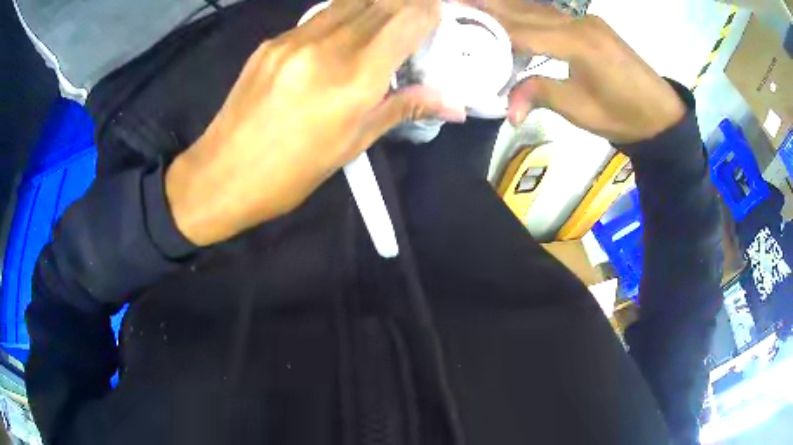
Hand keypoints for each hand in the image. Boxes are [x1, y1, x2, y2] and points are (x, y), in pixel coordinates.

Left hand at [165, 0, 462, 245]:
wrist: (222, 174)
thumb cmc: (291, 172)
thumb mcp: (351, 145)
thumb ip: (402, 109)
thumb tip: (453, 105)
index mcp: (352, 80)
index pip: (405, 22)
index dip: (428, 13)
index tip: (438, 18)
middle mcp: (325, 48)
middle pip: (380, 4)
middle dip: (406, 6)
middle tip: (416, 20)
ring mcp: (294, 40)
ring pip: (350, 3)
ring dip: (376, 6)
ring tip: (384, 25)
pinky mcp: (272, 41)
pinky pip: (319, 17)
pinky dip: (343, 18)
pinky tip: (343, 37)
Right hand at [467, 1, 684, 143]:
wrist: (661, 114)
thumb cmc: (624, 116)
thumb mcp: (581, 110)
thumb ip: (540, 95)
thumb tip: (507, 110)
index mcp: (578, 43)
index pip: (522, 30)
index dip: (489, 30)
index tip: (458, 28)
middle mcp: (579, 22)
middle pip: (526, 11)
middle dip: (489, 7)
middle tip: (455, 4)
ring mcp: (587, 20)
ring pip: (538, 8)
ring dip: (506, 7)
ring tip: (476, 5)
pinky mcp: (591, 25)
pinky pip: (552, 14)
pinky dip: (527, 14)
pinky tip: (512, 14)